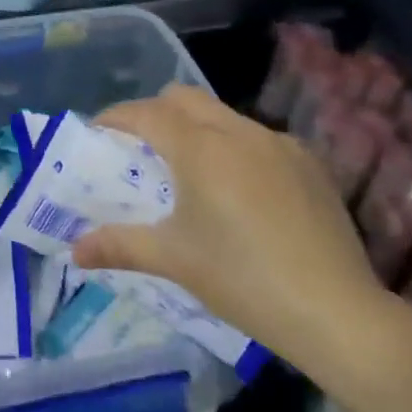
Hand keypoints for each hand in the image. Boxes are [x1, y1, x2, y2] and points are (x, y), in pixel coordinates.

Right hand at [71, 85, 388, 362]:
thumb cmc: (242, 279)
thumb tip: (73, 252)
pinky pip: (258, 139)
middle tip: (139, 148)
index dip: (116, 117)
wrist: (337, 313)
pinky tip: (240, 192)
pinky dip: (234, 148)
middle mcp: (238, 132)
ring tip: (189, 171)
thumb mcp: (173, 260)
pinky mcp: (309, 163)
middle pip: (184, 98)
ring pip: (223, 116)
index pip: (145, 113)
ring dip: (196, 129)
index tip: (98, 132)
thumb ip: (118, 246)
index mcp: (200, 147)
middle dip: (154, 112)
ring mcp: (279, 144)